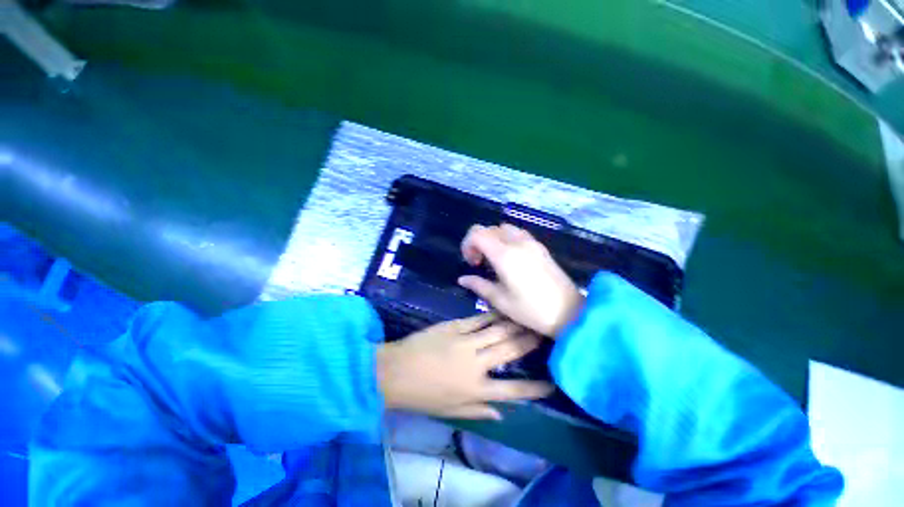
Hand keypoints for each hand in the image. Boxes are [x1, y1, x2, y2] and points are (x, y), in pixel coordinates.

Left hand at [376, 313, 553, 419]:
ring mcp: (465, 342)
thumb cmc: (423, 396)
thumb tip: (503, 413)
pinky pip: (478, 320)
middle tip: (543, 333)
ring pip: (497, 331)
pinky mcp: (454, 327)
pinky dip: (492, 315)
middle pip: (509, 351)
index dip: (534, 388)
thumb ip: (479, 411)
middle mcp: (476, 364)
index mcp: (476, 389)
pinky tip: (502, 309)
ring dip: (514, 325)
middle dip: (529, 342)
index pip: (513, 390)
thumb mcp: (452, 411)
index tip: (552, 383)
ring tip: (528, 318)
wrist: (396, 372)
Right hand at [459, 224, 583, 336]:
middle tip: (479, 263)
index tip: (471, 262)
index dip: (467, 244)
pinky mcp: (540, 247)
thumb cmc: (531, 310)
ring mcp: (531, 242)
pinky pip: (518, 233)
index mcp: (504, 255)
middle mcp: (517, 242)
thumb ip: (478, 285)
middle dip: (478, 241)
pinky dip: (507, 238)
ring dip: (493, 238)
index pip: (477, 233)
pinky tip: (510, 258)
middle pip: (489, 228)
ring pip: (504, 228)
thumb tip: (463, 279)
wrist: (570, 313)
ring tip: (493, 259)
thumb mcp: (500, 301)